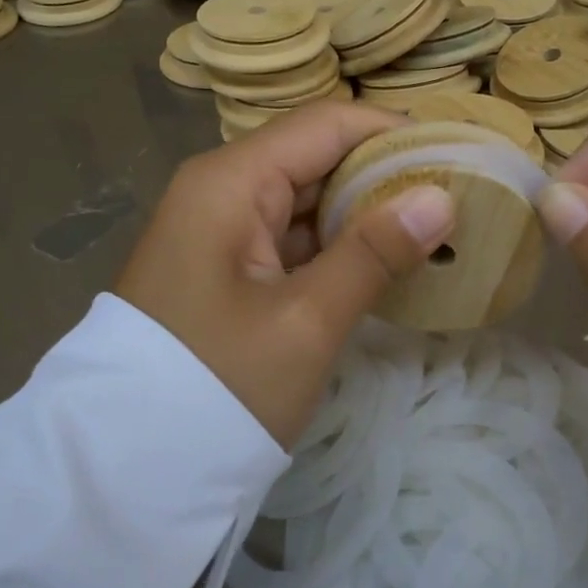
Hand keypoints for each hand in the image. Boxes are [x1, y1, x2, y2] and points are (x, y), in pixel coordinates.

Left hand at [116, 103, 454, 449]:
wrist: (131, 462)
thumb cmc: (220, 384)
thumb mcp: (306, 321)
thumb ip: (374, 252)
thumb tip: (441, 198)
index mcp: (231, 181)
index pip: (326, 125)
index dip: (393, 133)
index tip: (456, 154)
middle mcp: (221, 189)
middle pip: (316, 156)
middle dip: (384, 173)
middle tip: (456, 196)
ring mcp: (220, 228)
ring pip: (306, 198)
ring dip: (364, 211)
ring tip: (435, 226)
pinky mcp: (225, 265)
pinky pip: (291, 236)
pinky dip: (336, 244)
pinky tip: (384, 260)